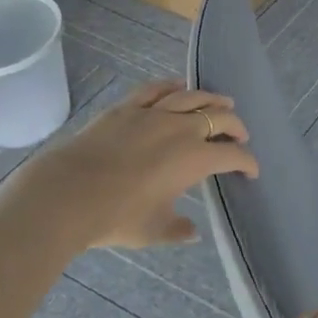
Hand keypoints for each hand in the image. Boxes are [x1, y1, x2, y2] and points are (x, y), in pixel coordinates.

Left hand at [0, 79, 256, 255]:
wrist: (66, 195)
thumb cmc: (115, 216)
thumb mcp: (153, 230)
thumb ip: (177, 229)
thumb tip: (192, 231)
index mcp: (195, 159)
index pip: (233, 155)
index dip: (247, 162)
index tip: (251, 171)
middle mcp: (181, 129)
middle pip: (220, 117)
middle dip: (236, 127)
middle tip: (239, 136)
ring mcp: (153, 113)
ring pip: (193, 97)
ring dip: (213, 99)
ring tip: (222, 103)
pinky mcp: (127, 107)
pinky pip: (157, 89)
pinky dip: (174, 85)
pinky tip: (180, 86)